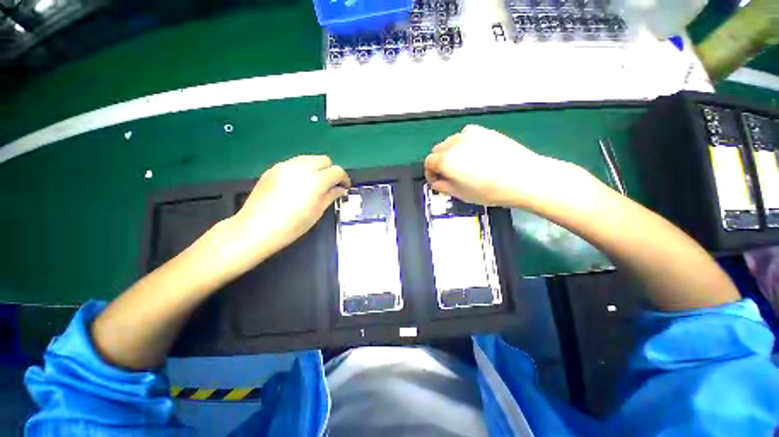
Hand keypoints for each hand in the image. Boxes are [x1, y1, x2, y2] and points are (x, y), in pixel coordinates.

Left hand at [220, 155, 349, 274]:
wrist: (257, 228)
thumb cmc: (292, 225)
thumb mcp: (317, 212)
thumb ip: (331, 196)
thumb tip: (340, 189)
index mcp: (316, 180)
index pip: (337, 171)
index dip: (344, 179)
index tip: (344, 187)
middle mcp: (301, 168)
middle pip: (324, 160)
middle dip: (330, 171)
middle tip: (330, 185)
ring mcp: (285, 166)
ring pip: (309, 158)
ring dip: (317, 168)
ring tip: (314, 184)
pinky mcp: (273, 169)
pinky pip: (294, 163)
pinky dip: (302, 169)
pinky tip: (297, 185)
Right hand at [424, 125, 587, 209]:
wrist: (523, 178)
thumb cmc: (490, 191)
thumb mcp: (460, 194)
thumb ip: (443, 186)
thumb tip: (437, 182)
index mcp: (446, 160)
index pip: (428, 162)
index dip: (430, 174)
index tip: (437, 181)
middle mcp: (454, 143)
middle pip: (437, 150)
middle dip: (439, 162)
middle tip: (448, 175)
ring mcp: (469, 135)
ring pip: (450, 142)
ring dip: (450, 153)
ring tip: (462, 165)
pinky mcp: (484, 131)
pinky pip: (465, 136)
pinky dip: (463, 144)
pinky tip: (474, 155)